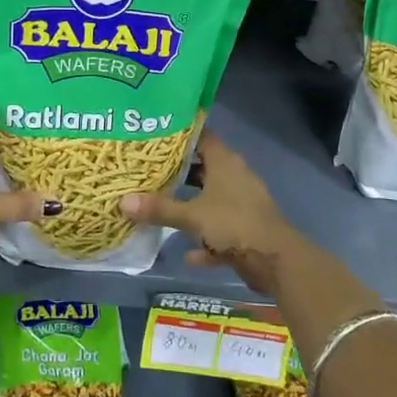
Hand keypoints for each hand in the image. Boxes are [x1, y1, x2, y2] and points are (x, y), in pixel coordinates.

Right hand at [120, 132, 306, 296]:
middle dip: (180, 172)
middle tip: (149, 171)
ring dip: (192, 207)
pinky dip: (206, 241)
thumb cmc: (233, 224)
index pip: (202, 136)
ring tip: (162, 207)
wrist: (275, 260)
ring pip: (212, 200)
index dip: (180, 135)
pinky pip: (220, 232)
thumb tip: (122, 201)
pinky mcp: (246, 231)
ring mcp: (242, 204)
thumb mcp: (191, 215)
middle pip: (204, 168)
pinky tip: (188, 255)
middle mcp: (235, 177)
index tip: (155, 136)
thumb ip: (158, 208)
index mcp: (225, 162)